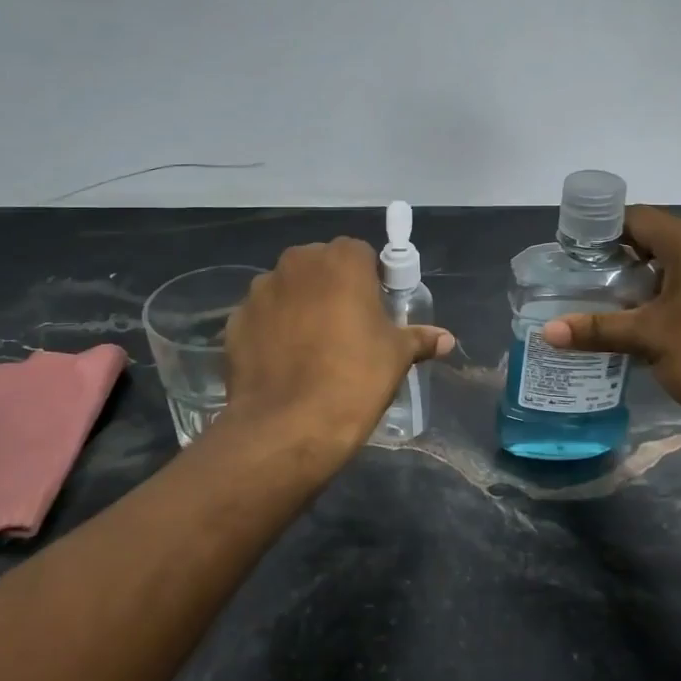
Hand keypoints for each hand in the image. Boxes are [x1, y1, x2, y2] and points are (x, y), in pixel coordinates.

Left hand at [222, 238, 453, 455]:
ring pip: (288, 290)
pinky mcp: (235, 321)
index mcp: (341, 260)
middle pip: (321, 266)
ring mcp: (260, 291)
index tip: (376, 309)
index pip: (360, 253)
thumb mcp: (396, 357)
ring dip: (300, 306)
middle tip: (347, 327)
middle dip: (332, 288)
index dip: (370, 278)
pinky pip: (262, 318)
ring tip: (311, 349)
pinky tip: (284, 363)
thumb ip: (419, 339)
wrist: (287, 427)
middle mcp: (296, 263)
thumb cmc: (354, 379)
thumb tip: (446, 339)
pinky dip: (272, 331)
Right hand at [541, 206, 680, 445]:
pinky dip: (658, 303)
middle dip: (613, 260)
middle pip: (651, 242)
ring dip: (636, 286)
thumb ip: (598, 329)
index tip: (570, 251)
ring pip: (669, 270)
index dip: (600, 230)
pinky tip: (636, 329)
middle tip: (578, 281)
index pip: (635, 218)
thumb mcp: (648, 338)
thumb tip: (547, 332)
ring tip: (598, 306)